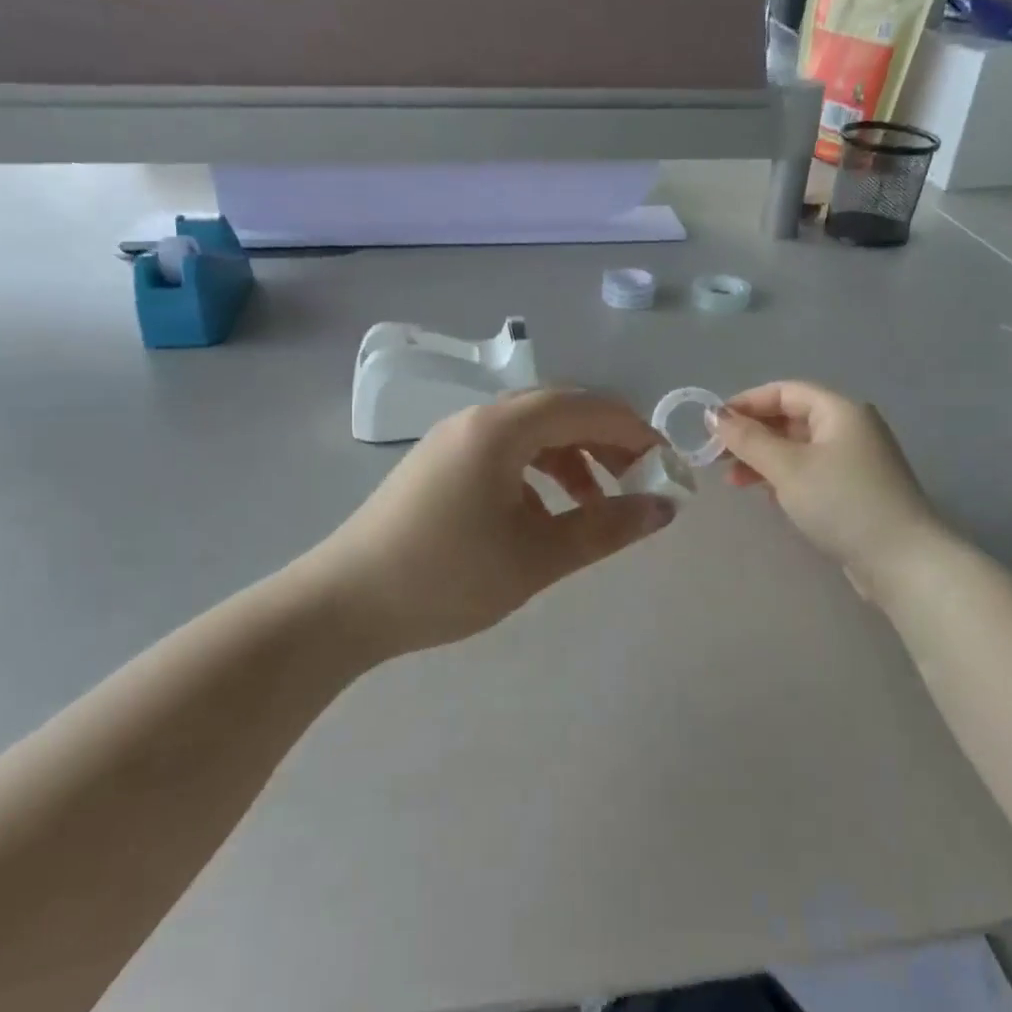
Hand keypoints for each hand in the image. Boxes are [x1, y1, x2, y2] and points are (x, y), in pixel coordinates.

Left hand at [313, 389, 675, 656]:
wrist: (344, 605)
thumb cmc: (447, 577)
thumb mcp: (537, 556)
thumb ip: (606, 528)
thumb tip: (664, 508)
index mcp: (502, 429)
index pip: (586, 407)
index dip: (634, 431)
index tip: (667, 467)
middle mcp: (477, 419)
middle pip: (559, 410)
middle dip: (606, 441)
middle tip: (638, 481)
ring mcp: (453, 439)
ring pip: (531, 430)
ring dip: (572, 456)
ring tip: (596, 502)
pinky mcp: (439, 462)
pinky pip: (504, 450)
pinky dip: (538, 470)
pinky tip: (545, 513)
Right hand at [710, 381, 939, 595]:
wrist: (901, 560)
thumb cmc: (841, 502)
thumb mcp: (787, 467)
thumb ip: (748, 439)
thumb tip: (714, 415)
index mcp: (840, 410)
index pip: (784, 391)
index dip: (746, 403)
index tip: (712, 424)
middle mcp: (850, 428)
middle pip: (791, 419)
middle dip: (751, 434)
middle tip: (716, 455)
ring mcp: (855, 460)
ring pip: (798, 448)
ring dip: (763, 458)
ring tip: (733, 480)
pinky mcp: (855, 490)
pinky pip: (810, 471)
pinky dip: (783, 477)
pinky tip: (765, 495)